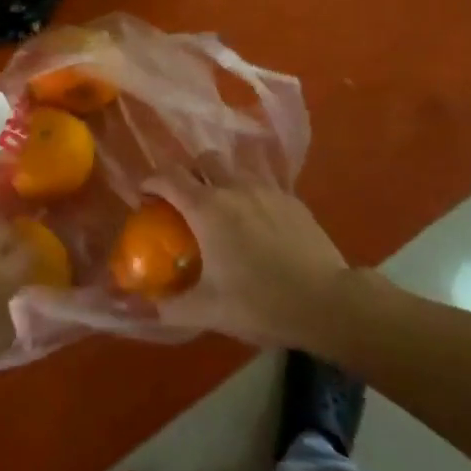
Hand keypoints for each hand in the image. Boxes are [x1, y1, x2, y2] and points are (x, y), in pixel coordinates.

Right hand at [147, 176, 351, 350]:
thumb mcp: (209, 312)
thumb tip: (144, 307)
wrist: (326, 301)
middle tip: (186, 199)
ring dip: (222, 179)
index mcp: (206, 208)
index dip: (151, 181)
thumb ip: (170, 307)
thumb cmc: (260, 302)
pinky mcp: (292, 200)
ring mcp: (267, 190)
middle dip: (190, 172)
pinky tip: (257, 222)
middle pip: (204, 159)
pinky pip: (263, 185)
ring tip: (223, 208)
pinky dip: (251, 194)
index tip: (145, 196)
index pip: (169, 177)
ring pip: (236, 168)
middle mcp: (234, 188)